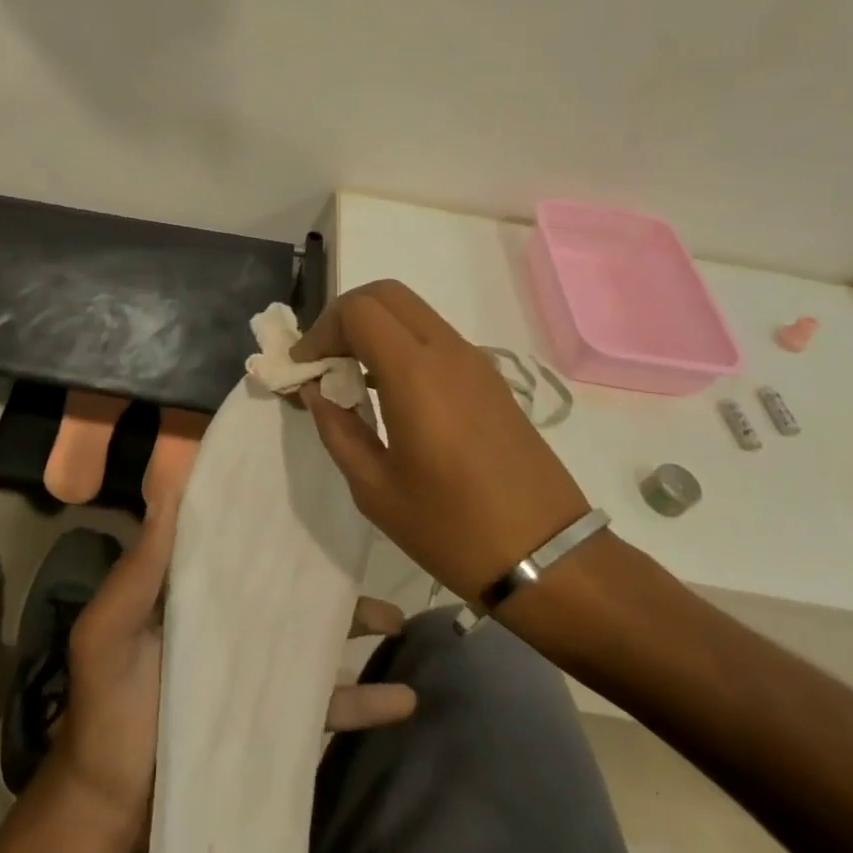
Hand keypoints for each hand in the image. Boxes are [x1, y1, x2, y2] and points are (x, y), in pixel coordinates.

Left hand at [59, 498, 416, 825]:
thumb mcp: (109, 631)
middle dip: (325, 568)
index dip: (262, 513)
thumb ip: (140, 568)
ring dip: (357, 625)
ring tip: (400, 619)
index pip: (232, 540)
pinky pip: (326, 702)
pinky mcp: (274, 717)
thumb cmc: (108, 708)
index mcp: (191, 590)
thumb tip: (168, 486)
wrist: (116, 806)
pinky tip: (405, 698)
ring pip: (314, 636)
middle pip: (285, 584)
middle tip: (366, 549)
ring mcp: (255, 669)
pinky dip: (365, 700)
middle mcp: (229, 620)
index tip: (304, 482)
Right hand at [294, 279, 590, 602]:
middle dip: (345, 317)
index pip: (358, 310)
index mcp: (416, 374)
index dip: (321, 330)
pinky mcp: (491, 379)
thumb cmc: (450, 528)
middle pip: (386, 294)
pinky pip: (436, 338)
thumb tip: (316, 391)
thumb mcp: (374, 488)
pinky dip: (402, 344)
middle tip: (325, 361)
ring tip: (351, 378)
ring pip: (413, 313)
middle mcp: (448, 352)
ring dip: (375, 329)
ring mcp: (476, 362)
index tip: (305, 369)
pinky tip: (390, 393)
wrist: (546, 557)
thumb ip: (337, 428)